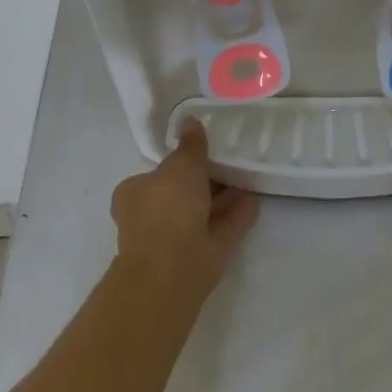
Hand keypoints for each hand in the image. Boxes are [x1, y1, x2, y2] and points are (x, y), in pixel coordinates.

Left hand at [111, 119, 259, 298]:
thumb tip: (190, 121)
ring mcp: (176, 240)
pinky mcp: (200, 258)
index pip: (156, 174)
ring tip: (247, 179)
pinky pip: (221, 230)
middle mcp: (152, 218)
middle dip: (205, 182)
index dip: (178, 163)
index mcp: (135, 195)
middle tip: (230, 163)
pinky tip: (255, 202)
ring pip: (203, 213)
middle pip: (182, 194)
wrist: (171, 269)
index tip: (202, 152)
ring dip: (224, 199)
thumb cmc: (167, 206)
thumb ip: (190, 145)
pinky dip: (236, 217)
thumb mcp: (180, 164)